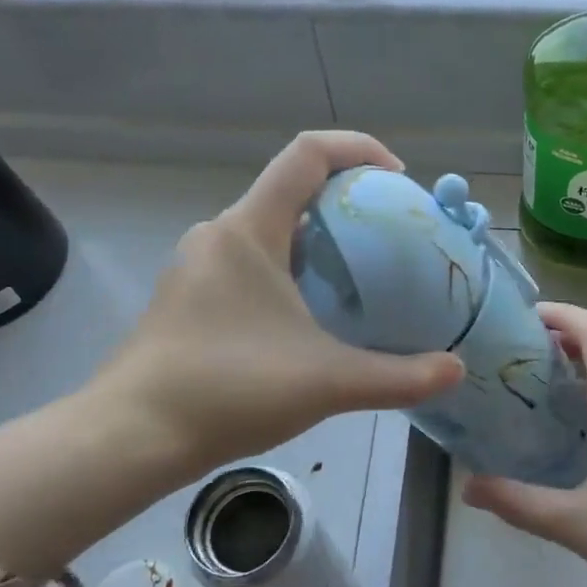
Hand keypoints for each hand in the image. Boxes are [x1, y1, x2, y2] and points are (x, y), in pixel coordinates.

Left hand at [81, 132, 464, 485]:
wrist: (130, 438)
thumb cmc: (228, 391)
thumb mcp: (327, 382)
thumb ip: (399, 376)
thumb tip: (455, 370)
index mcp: (249, 230)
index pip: (307, 153)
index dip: (359, 149)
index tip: (399, 179)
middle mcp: (220, 234)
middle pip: (293, 190)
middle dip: (348, 202)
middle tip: (393, 237)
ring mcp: (198, 267)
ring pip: (272, 231)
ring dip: (320, 241)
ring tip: (363, 277)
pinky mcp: (189, 299)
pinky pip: (252, 262)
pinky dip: (292, 269)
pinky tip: (313, 317)